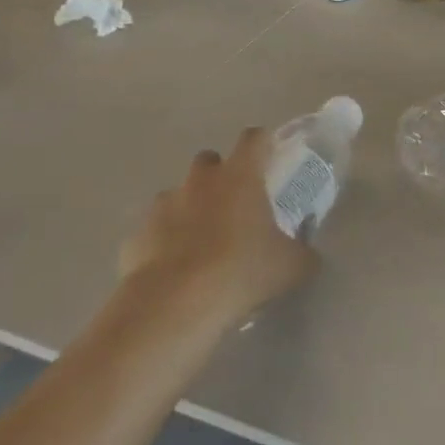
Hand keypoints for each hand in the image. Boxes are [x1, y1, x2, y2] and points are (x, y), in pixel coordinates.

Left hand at [120, 130, 316, 330]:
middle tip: (236, 209)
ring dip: (190, 210)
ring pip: (178, 195)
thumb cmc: (241, 271)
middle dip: (221, 177)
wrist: (174, 305)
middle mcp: (200, 180)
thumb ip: (302, 253)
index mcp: (240, 176)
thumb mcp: (291, 266)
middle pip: (210, 161)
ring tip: (203, 245)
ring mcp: (163, 205)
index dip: (263, 144)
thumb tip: (308, 254)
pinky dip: (164, 243)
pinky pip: (154, 231)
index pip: (254, 138)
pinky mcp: (136, 236)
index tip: (271, 160)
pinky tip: (175, 272)